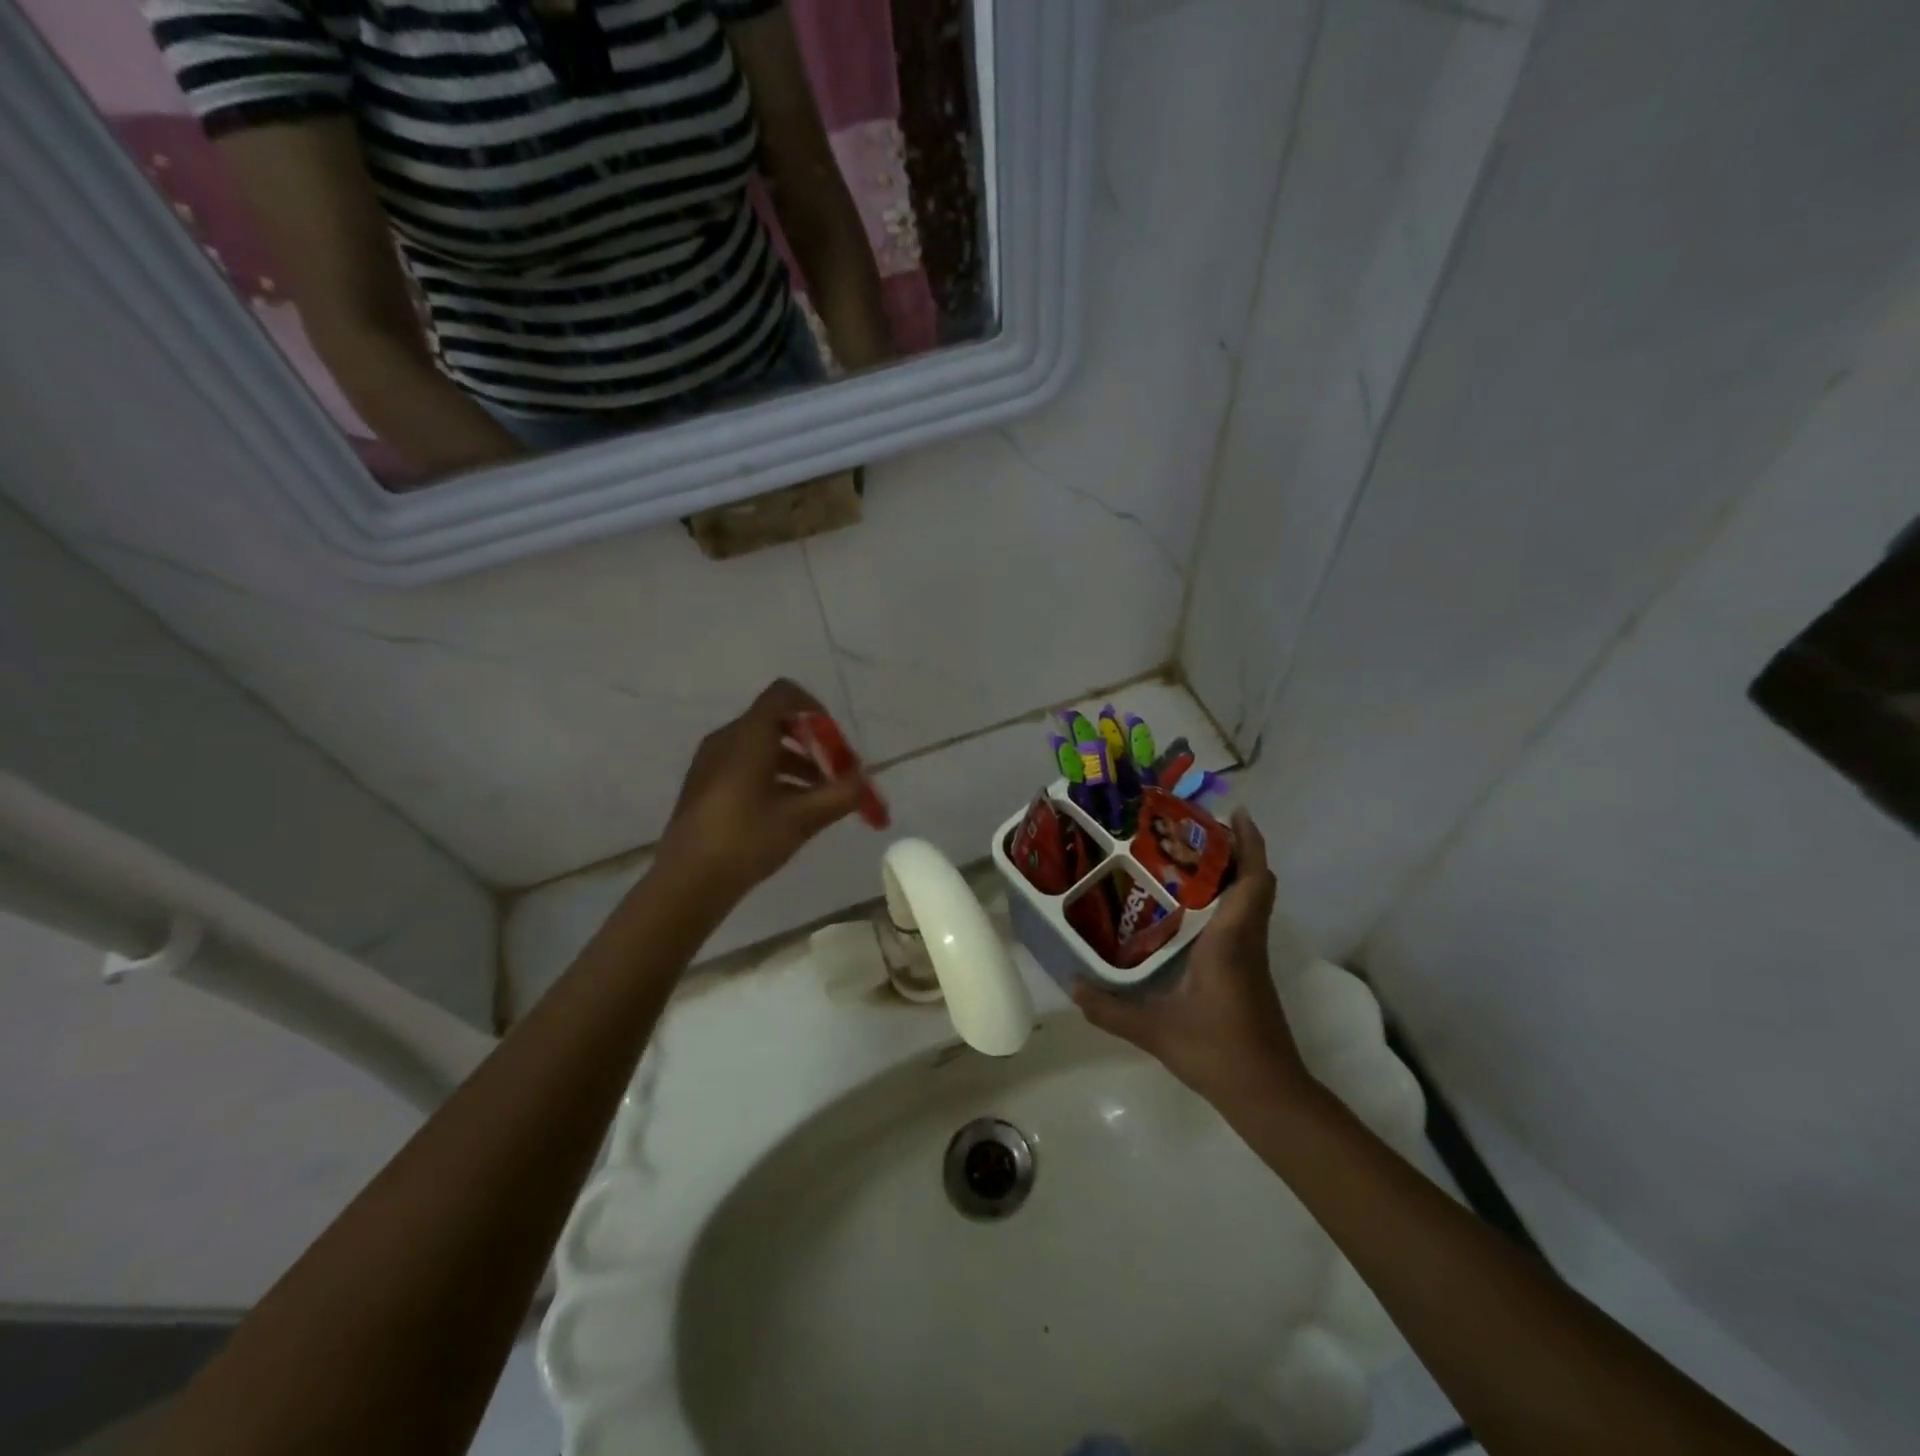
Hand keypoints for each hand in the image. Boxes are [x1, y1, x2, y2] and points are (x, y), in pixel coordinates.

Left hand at [656, 680, 870, 904]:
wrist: (687, 882)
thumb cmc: (746, 840)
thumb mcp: (803, 818)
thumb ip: (841, 794)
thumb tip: (864, 781)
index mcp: (748, 736)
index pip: (784, 694)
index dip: (816, 710)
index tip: (836, 742)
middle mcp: (727, 739)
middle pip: (777, 721)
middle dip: (812, 743)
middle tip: (835, 772)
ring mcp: (712, 762)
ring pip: (762, 746)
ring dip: (796, 763)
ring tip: (820, 797)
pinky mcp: (706, 785)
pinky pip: (746, 764)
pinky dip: (774, 775)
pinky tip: (789, 810)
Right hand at [1072, 811, 1308, 1107]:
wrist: (1268, 1094)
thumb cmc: (1217, 1051)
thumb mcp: (1154, 1030)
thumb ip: (1109, 1008)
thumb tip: (1071, 983)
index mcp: (1230, 941)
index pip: (1252, 882)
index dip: (1249, 844)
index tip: (1235, 814)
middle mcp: (1246, 940)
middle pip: (1256, 883)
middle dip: (1235, 850)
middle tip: (1194, 831)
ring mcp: (1252, 957)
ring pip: (1251, 901)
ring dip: (1232, 874)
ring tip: (1187, 859)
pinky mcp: (1249, 972)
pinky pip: (1243, 920)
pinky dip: (1225, 901)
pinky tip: (1189, 910)